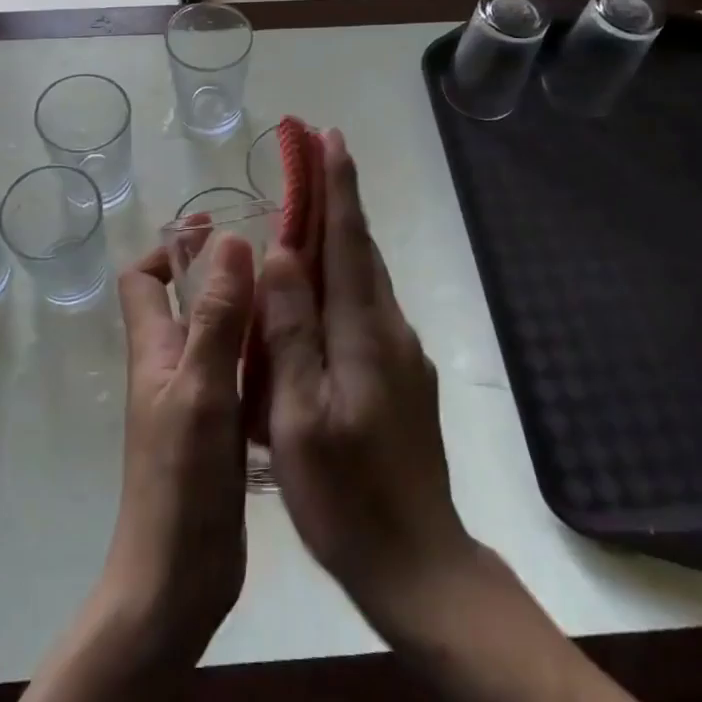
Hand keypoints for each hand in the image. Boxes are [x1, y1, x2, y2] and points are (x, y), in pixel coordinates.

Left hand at [100, 236, 254, 666]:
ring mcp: (195, 400)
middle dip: (222, 272)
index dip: (170, 249)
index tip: (215, 230)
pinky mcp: (219, 430)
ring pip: (217, 336)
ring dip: (247, 309)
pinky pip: (238, 373)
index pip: (142, 280)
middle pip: (185, 302)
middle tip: (276, 255)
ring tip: (296, 294)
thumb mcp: (202, 391)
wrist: (176, 582)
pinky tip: (298, 352)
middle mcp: (170, 368)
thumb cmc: (180, 482)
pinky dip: (260, 352)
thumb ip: (216, 319)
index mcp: (154, 352)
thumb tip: (230, 242)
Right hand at [259, 130, 477, 626]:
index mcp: (364, 332)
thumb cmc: (346, 495)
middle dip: (339, 195)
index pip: (348, 240)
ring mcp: (400, 353)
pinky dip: (344, 276)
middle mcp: (389, 328)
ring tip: (312, 204)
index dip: (338, 186)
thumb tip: (282, 254)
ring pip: (366, 277)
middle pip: (360, 248)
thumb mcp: (299, 417)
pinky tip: (322, 286)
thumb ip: (291, 331)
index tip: (329, 138)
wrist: (418, 563)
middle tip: (316, 151)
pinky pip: (366, 307)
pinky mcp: (400, 376)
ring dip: (341, 232)